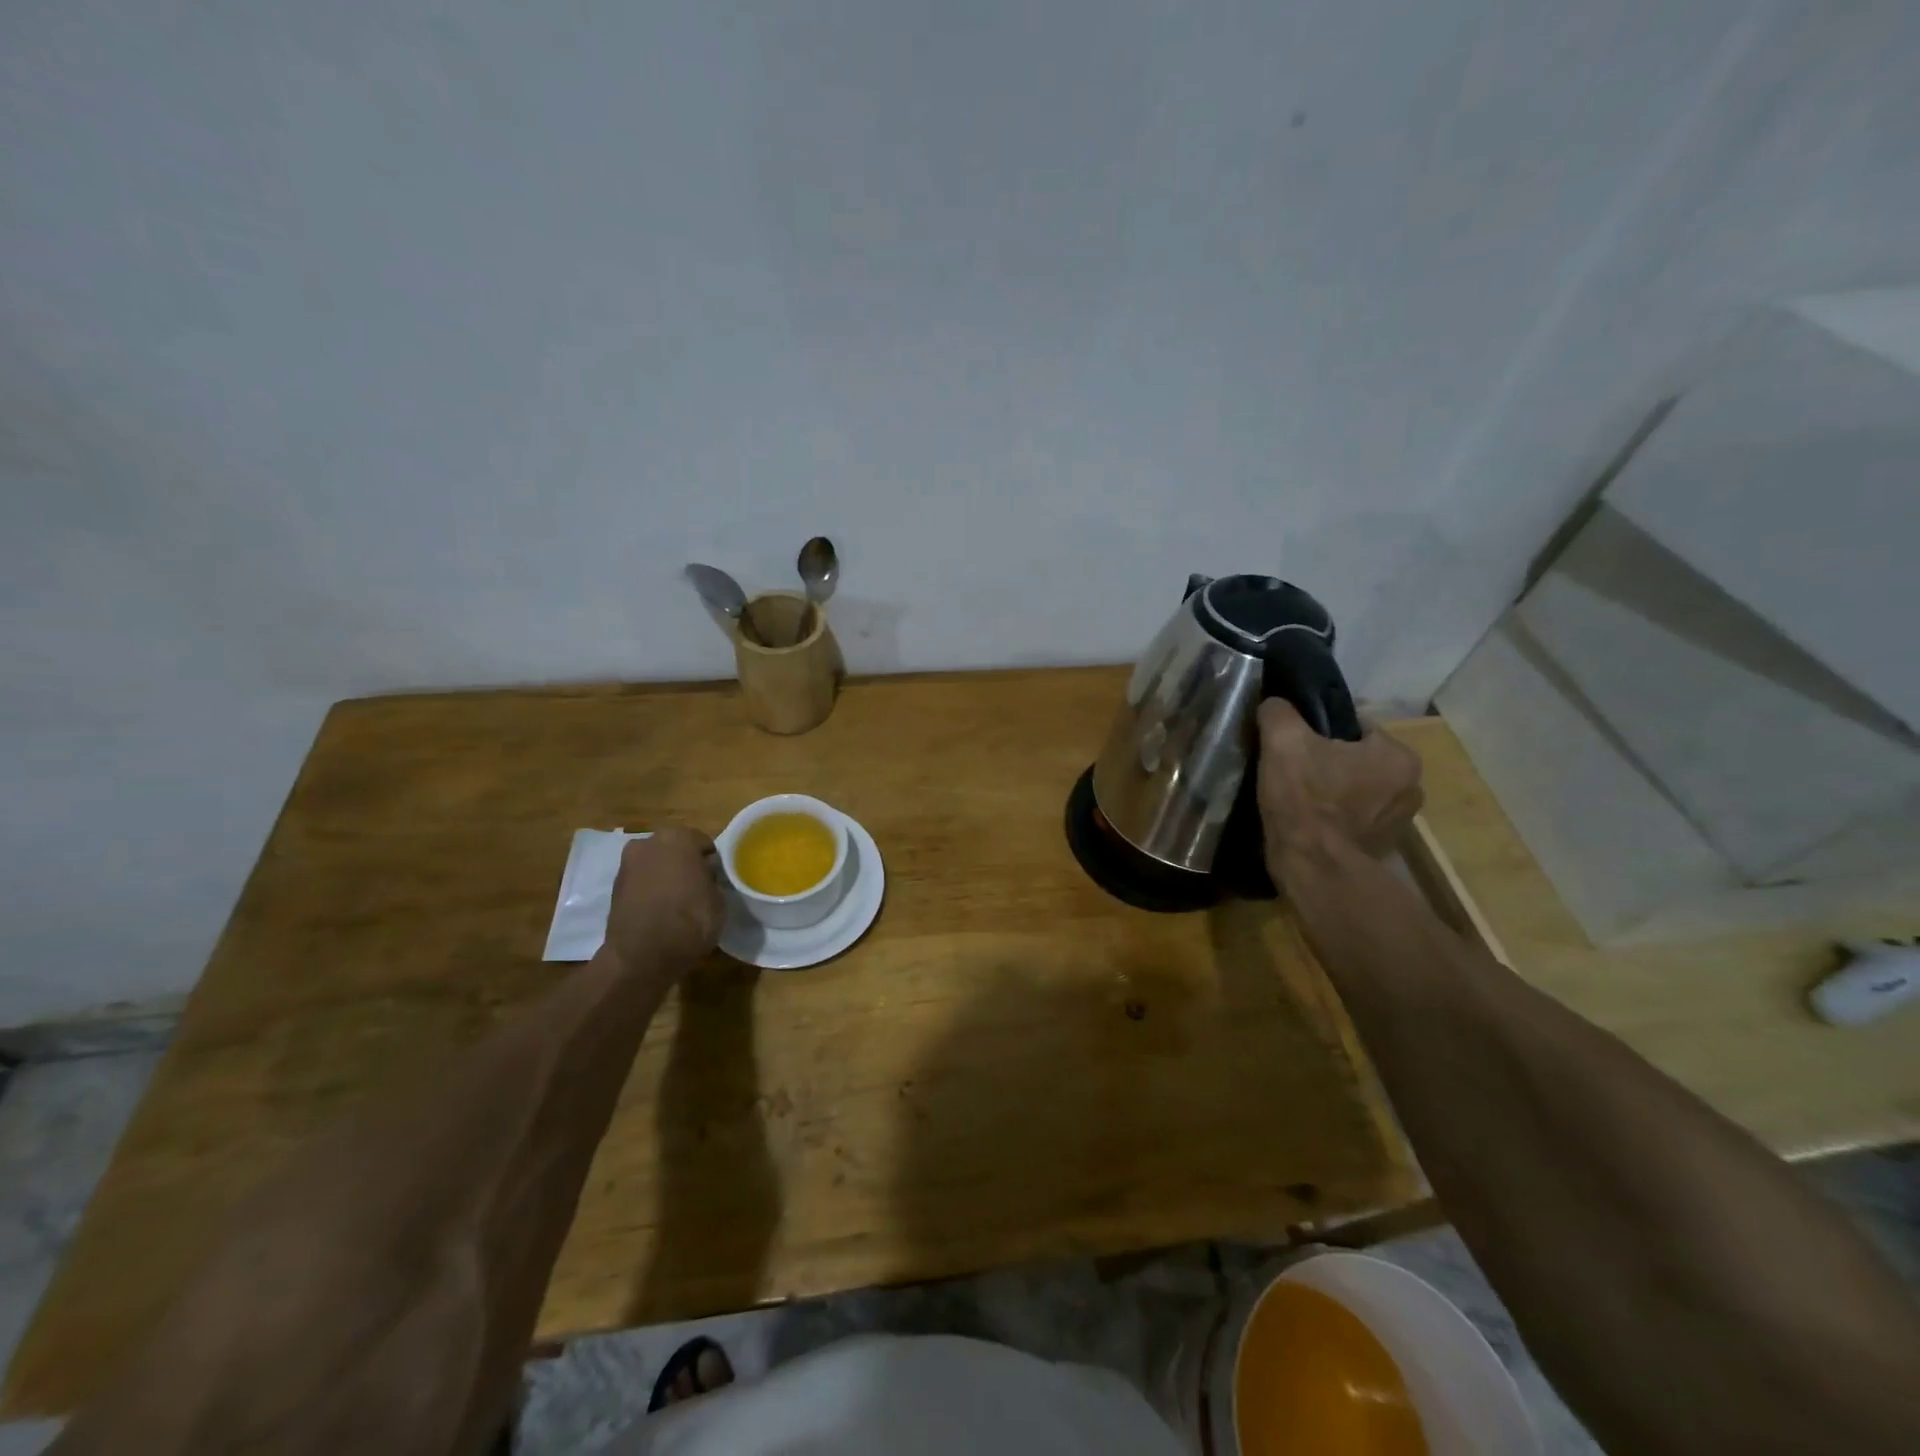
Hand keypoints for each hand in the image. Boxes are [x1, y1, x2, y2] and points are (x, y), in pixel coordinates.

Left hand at [603, 827, 723, 978]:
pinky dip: (649, 892)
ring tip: (677, 902)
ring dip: (664, 877)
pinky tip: (659, 911)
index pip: (702, 842)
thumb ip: (712, 880)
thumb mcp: (718, 899)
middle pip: (673, 849)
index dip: (711, 861)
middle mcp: (648, 843)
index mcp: (678, 838)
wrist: (642, 956)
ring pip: (654, 865)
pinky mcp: (613, 888)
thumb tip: (705, 877)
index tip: (716, 878)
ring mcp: (627, 865)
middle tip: (697, 887)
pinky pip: (640, 883)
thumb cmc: (690, 920)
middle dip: (684, 863)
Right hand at [1257, 699, 1423, 865]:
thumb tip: (1275, 704)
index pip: (1355, 726)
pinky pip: (1354, 819)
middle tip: (1293, 769)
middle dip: (1329, 762)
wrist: (1313, 868)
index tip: (1295, 742)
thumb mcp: (1283, 741)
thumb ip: (1279, 712)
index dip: (1320, 730)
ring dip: (1333, 790)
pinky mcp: (1381, 849)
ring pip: (1357, 790)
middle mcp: (1411, 787)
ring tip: (1297, 797)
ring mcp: (1399, 823)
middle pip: (1357, 759)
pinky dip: (1335, 818)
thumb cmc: (1306, 799)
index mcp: (1398, 755)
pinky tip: (1307, 821)